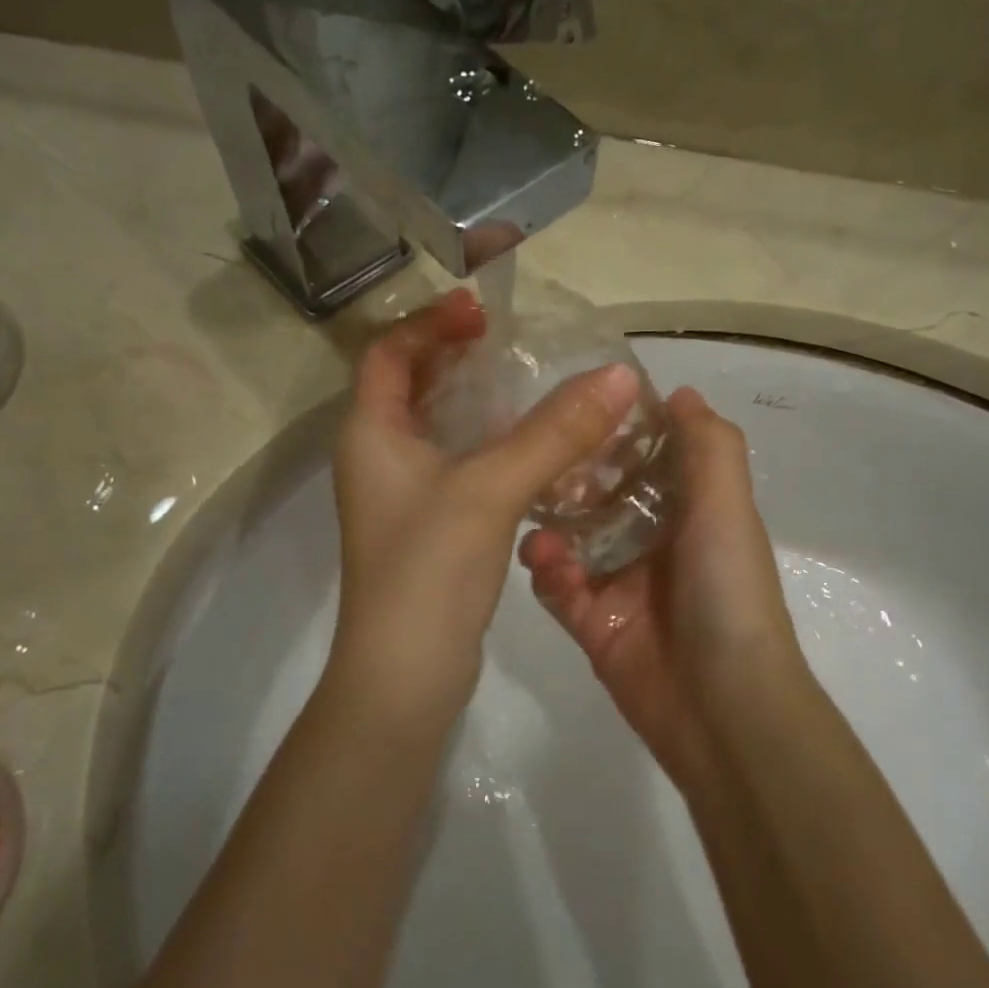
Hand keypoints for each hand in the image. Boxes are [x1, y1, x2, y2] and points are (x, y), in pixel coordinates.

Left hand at [328, 289, 641, 732]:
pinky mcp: (431, 525)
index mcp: (370, 433)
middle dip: (456, 357)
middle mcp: (378, 456)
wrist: (405, 676)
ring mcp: (403, 494)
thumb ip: (555, 432)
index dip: (430, 323)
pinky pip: (459, 465)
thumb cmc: (429, 569)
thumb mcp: (491, 489)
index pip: (388, 352)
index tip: (482, 311)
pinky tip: (537, 447)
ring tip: (532, 383)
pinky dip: (490, 445)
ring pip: (439, 428)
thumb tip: (618, 376)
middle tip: (511, 341)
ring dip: (478, 402)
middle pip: (412, 385)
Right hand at [519, 386, 808, 789]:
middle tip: (536, 454)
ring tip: (531, 508)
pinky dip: (546, 570)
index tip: (577, 405)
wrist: (723, 704)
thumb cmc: (727, 590)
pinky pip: (556, 585)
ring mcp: (620, 583)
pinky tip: (543, 560)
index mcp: (690, 511)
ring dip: (550, 520)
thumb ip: (709, 446)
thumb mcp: (728, 507)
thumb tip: (679, 393)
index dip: (615, 431)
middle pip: (601, 493)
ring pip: (571, 536)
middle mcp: (654, 541)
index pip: (647, 457)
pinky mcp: (591, 621)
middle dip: (570, 473)